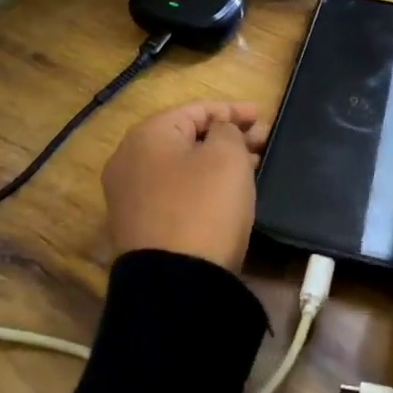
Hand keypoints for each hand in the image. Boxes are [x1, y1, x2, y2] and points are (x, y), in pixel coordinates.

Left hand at [102, 101, 267, 271]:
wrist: (177, 283)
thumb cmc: (204, 206)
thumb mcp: (227, 156)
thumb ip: (227, 129)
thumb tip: (218, 133)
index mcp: (147, 135)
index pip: (196, 109)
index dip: (233, 109)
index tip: (263, 116)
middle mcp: (129, 160)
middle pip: (186, 136)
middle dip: (227, 135)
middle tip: (262, 142)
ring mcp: (130, 195)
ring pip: (181, 165)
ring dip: (216, 160)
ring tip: (252, 165)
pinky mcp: (139, 225)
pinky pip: (175, 191)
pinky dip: (201, 184)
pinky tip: (228, 191)